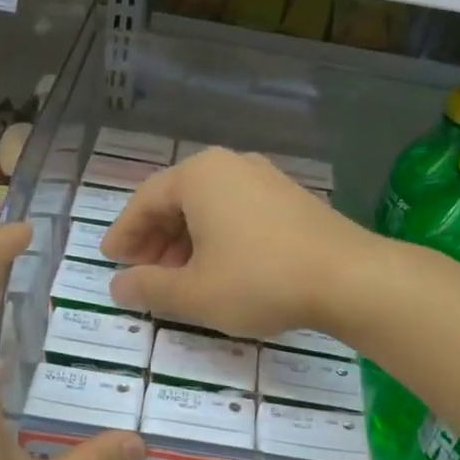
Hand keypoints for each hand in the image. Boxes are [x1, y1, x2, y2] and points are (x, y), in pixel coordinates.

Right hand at [102, 149, 377, 338]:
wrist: (348, 278)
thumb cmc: (259, 280)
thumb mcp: (194, 293)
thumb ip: (149, 289)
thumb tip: (118, 287)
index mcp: (199, 176)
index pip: (145, 201)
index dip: (124, 234)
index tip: (111, 261)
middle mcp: (230, 166)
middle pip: (177, 201)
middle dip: (155, 241)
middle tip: (142, 274)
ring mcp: (265, 179)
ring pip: (209, 209)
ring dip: (185, 243)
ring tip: (178, 280)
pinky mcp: (290, 200)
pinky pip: (237, 214)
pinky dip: (217, 240)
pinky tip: (219, 271)